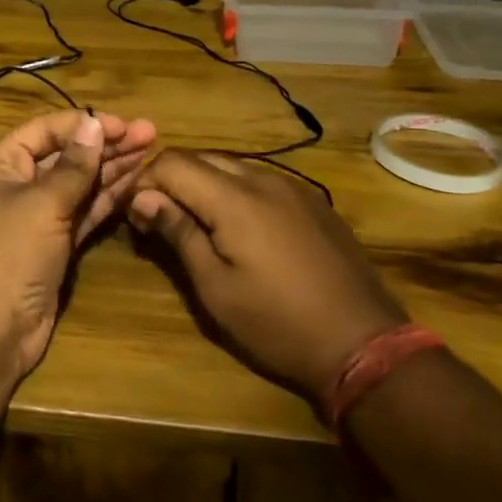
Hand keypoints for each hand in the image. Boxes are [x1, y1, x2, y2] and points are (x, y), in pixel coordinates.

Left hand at [0, 110, 157, 380]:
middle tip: (150, 134)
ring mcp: (35, 219)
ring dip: (110, 169)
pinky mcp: (52, 247)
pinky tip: (134, 183)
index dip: (84, 124)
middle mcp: (15, 186)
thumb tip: (93, 124)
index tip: (124, 124)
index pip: (45, 130)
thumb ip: (74, 166)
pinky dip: (105, 200)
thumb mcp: (42, 204)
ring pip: (77, 185)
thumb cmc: (7, 255)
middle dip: (105, 145)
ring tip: (150, 153)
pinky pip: (81, 214)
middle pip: (64, 156)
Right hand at [127, 151, 406, 400]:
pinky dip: (235, 192)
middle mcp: (262, 178)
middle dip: (171, 181)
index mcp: (234, 198)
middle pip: (200, 158)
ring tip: (197, 225)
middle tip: (160, 221)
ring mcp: (293, 187)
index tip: (137, 218)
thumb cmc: (277, 323)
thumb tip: (143, 198)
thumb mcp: (216, 287)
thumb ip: (179, 233)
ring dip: (204, 185)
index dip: (145, 182)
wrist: (364, 343)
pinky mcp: (313, 201)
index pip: (172, 161)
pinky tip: (240, 229)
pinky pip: (261, 180)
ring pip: (231, 166)